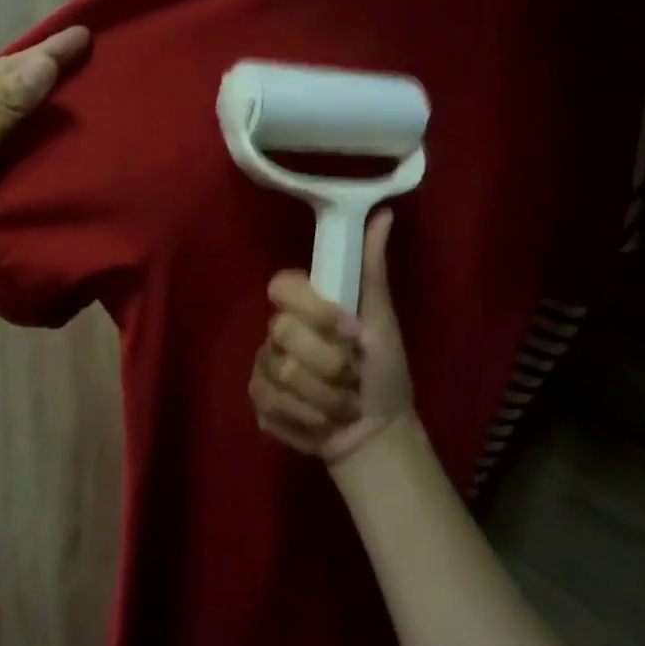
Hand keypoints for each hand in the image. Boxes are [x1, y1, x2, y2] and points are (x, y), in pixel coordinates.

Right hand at [251, 210, 414, 464]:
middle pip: (282, 334)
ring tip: (344, 404)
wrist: (376, 432)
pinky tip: (323, 422)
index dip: (316, 311)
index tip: (352, 333)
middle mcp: (277, 333)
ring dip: (325, 397)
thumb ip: (372, 270)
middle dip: (329, 364)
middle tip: (353, 376)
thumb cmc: (382, 372)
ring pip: (281, 375)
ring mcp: (264, 368)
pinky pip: (272, 405)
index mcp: (305, 306)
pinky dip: (309, 419)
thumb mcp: (382, 321)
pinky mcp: (259, 403)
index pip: (282, 286)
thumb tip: (384, 213)